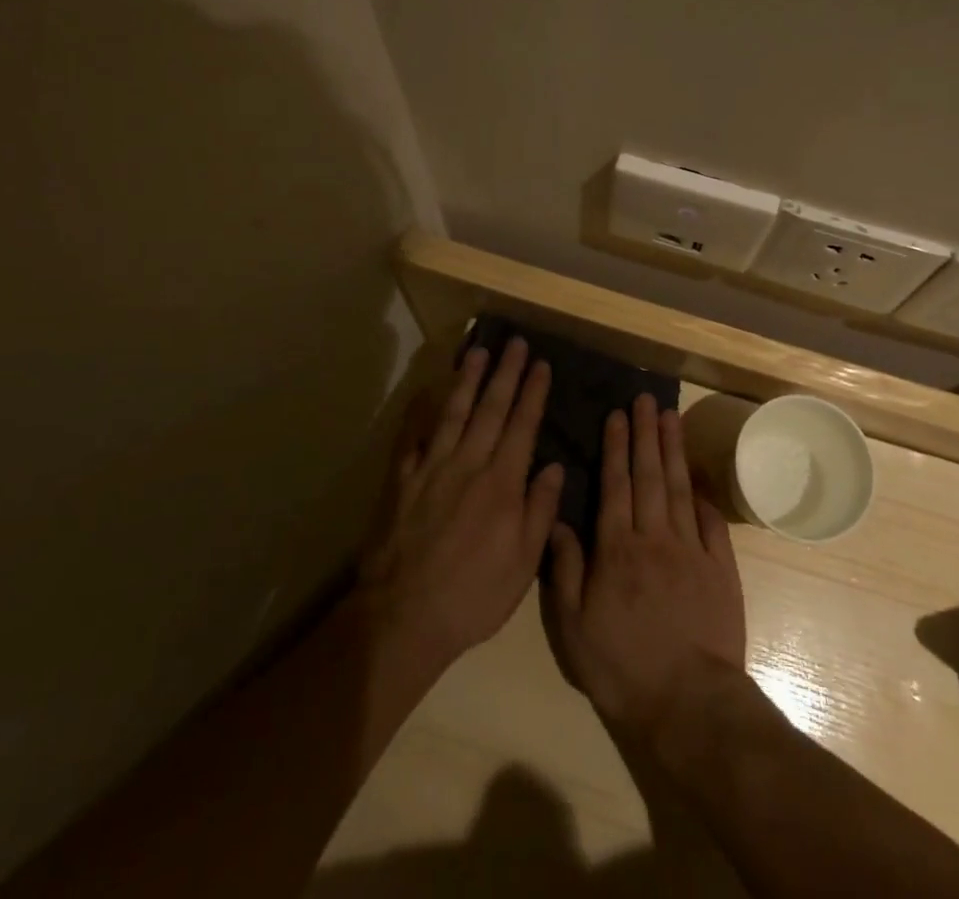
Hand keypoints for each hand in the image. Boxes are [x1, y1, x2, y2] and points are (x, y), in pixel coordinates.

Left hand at [356, 337, 563, 671]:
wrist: (403, 616)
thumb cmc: (473, 596)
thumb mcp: (522, 565)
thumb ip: (540, 511)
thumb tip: (556, 468)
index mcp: (502, 484)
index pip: (523, 426)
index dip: (533, 393)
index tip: (542, 364)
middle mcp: (468, 465)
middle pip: (491, 409)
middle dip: (506, 373)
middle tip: (515, 342)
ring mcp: (432, 468)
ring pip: (454, 413)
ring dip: (467, 379)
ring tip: (478, 351)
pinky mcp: (402, 479)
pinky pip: (411, 437)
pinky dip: (419, 411)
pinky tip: (425, 390)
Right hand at [543, 394, 746, 735]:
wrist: (689, 703)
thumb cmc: (623, 667)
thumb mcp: (574, 627)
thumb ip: (566, 570)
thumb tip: (559, 522)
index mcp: (617, 549)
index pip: (615, 485)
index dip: (616, 448)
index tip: (617, 415)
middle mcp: (654, 538)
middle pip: (649, 476)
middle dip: (645, 434)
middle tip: (645, 400)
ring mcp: (691, 550)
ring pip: (679, 488)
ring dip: (673, 450)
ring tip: (670, 418)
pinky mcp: (720, 568)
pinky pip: (710, 522)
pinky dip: (703, 495)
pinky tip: (698, 475)